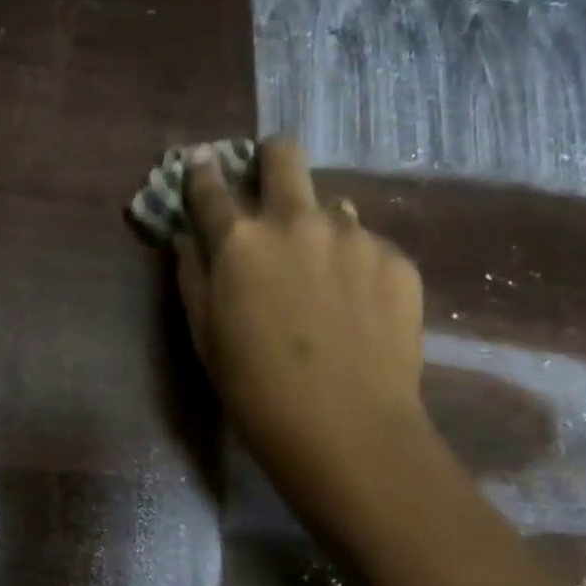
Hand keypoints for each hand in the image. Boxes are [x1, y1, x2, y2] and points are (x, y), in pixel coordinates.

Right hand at [176, 137, 430, 511]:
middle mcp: (295, 221)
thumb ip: (192, 274)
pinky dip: (355, 263)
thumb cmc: (255, 389)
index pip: (209, 186)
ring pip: (331, 204)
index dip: (201, 172)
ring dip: (317, 224)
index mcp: (239, 241)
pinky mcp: (397, 260)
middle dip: (269, 158)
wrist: (347, 431)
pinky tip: (356, 307)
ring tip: (321, 274)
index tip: (201, 165)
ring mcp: (353, 236)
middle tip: (268, 184)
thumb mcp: (204, 335)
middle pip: (283, 155)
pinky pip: (368, 244)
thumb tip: (188, 237)